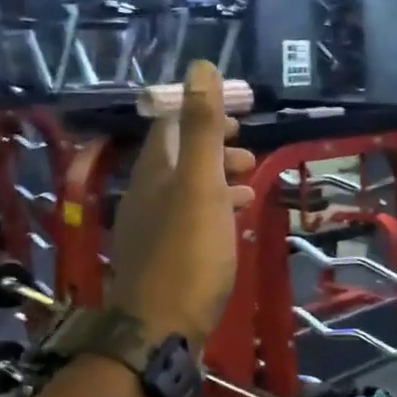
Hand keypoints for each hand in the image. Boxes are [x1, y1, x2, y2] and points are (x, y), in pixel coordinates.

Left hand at [108, 61, 255, 350]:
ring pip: (187, 189)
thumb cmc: (188, 254)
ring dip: (217, 178)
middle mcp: (146, 194)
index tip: (239, 118)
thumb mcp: (200, 185)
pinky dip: (214, 208)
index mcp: (154, 172)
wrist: (161, 329)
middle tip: (249, 152)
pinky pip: (190, 218)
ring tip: (250, 182)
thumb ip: (202, 128)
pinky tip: (233, 220)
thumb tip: (200, 67)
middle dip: (215, 147)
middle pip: (180, 157)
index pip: (172, 125)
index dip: (203, 113)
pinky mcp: (164, 256)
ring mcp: (152, 227)